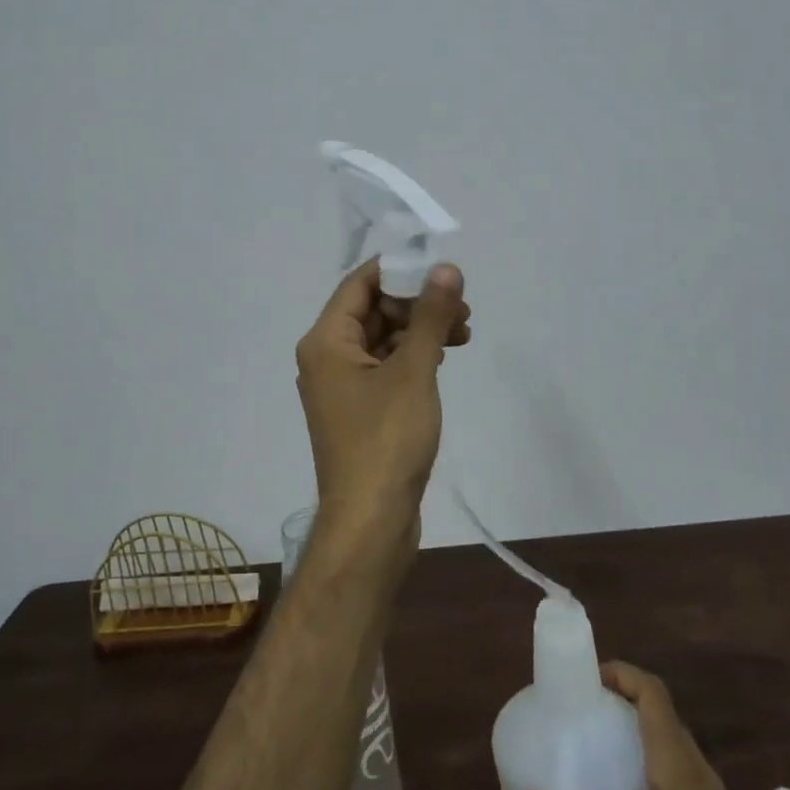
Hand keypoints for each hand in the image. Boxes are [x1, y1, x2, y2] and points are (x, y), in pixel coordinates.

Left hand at [294, 258, 469, 556]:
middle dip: (417, 302)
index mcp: (326, 341)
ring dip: (420, 330)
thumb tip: (446, 268)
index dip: (400, 270)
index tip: (441, 269)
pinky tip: (444, 357)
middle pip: (372, 310)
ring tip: (464, 332)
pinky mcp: (360, 410)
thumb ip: (430, 316)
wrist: (371, 521)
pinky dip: (413, 357)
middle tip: (462, 307)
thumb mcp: (413, 371)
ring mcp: (342, 386)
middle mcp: (326, 358)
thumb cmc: (386, 440)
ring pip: (382, 339)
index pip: (359, 283)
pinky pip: (385, 367)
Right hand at [510, 663, 789, 789]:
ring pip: (676, 738)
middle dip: (625, 697)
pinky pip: (685, 763)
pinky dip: (657, 753)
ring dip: (642, 725)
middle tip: (587, 708)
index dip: (623, 673)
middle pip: (663, 710)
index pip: (653, 692)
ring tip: (605, 742)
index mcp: (676, 764)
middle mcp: (698, 767)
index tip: (588, 678)